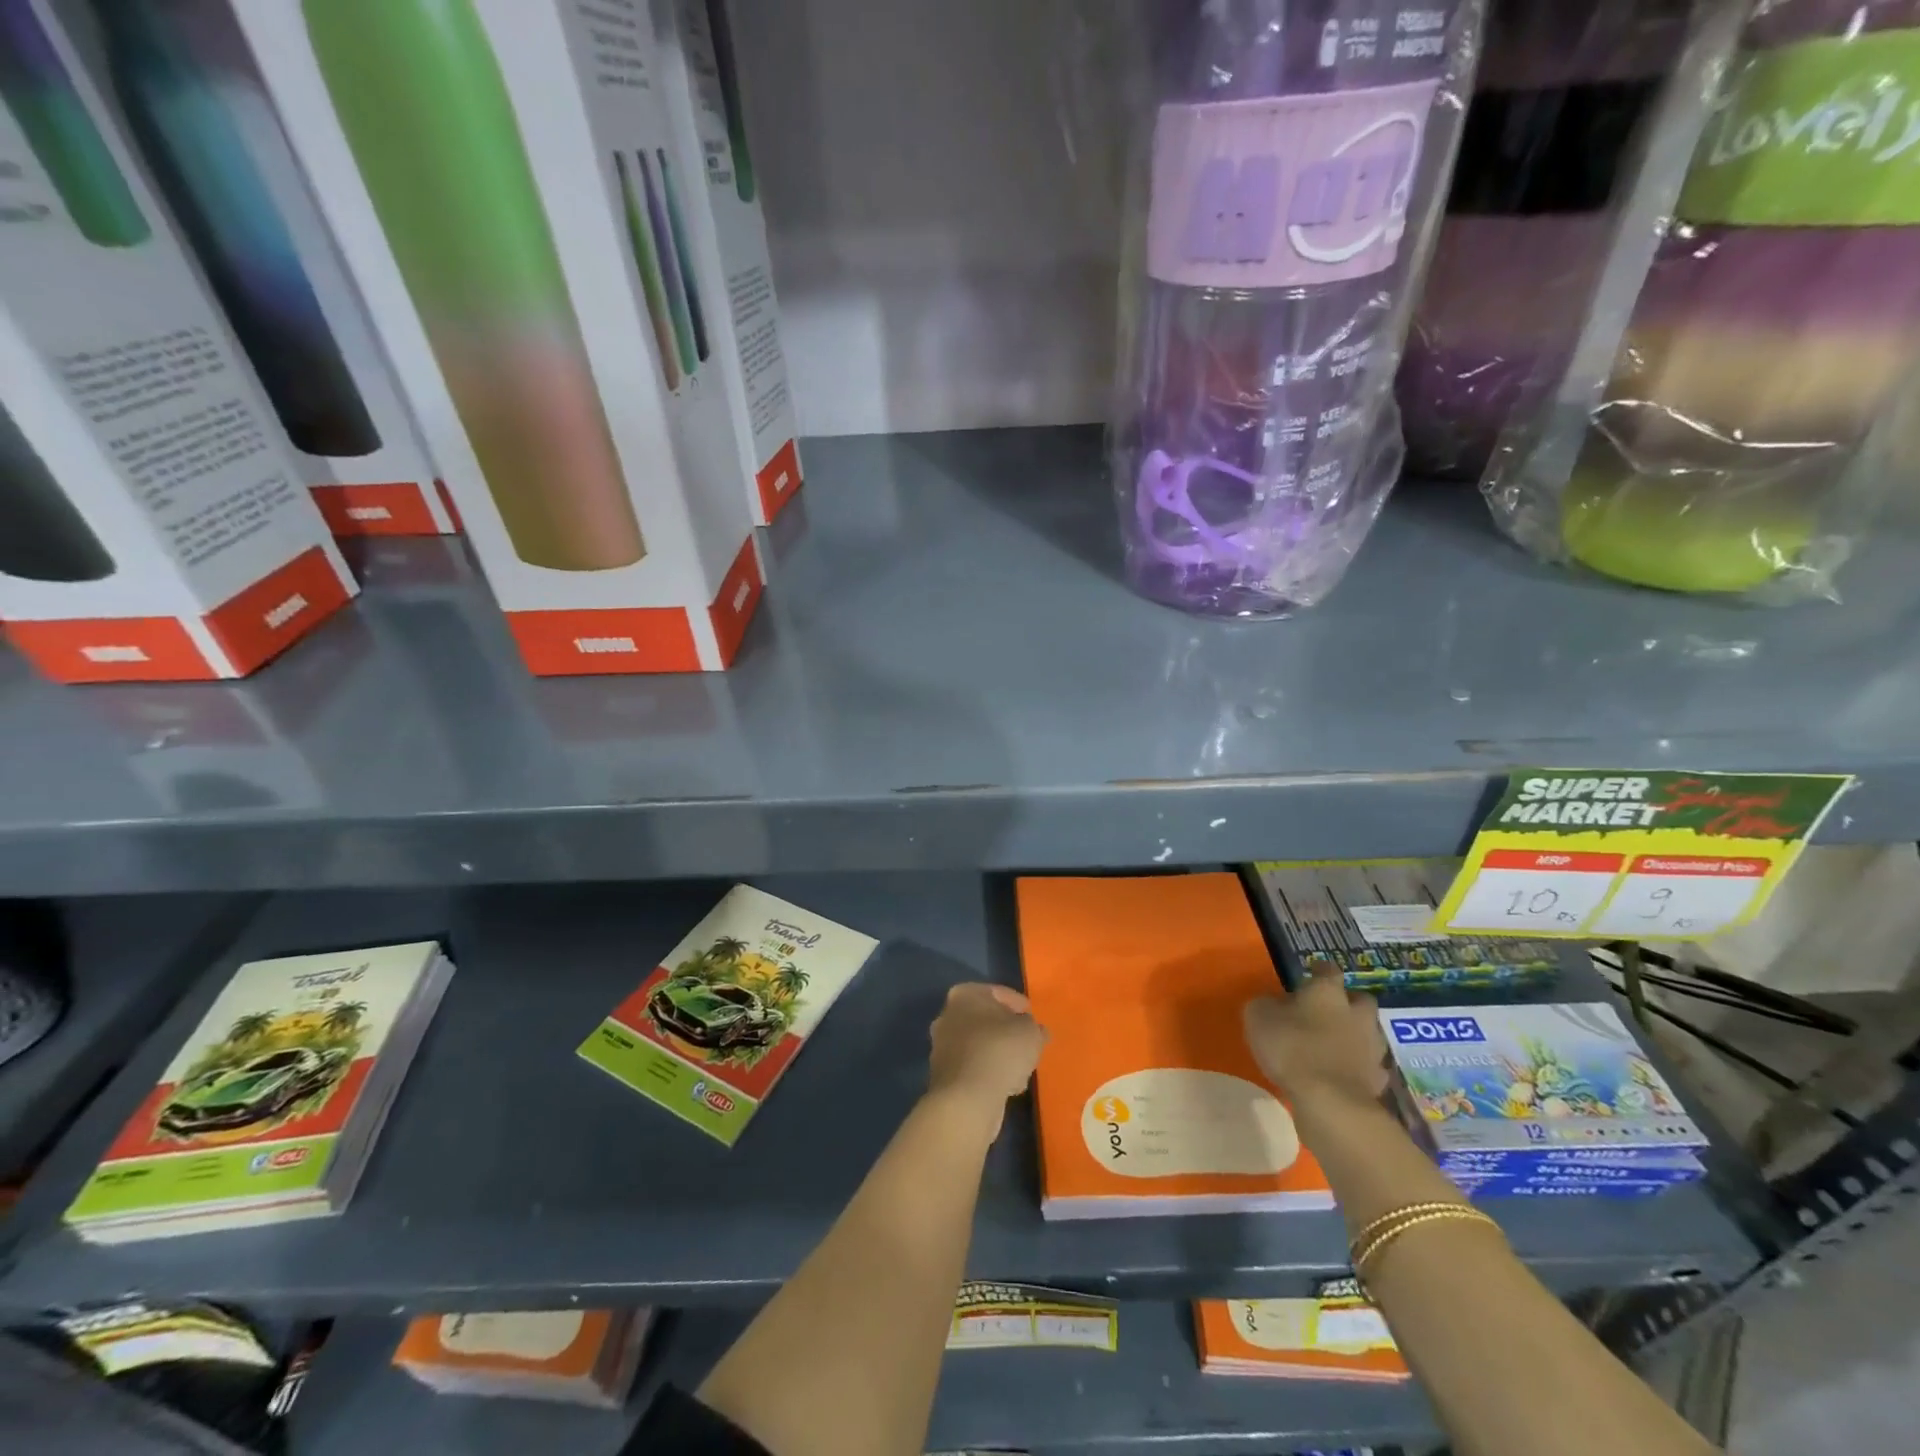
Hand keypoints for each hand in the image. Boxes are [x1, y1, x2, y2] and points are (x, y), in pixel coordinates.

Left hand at [927, 983, 1047, 1131]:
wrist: (967, 1099)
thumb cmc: (999, 1051)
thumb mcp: (1030, 1032)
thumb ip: (1034, 1028)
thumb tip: (1036, 1031)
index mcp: (964, 995)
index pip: (998, 993)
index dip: (1019, 1005)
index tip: (1033, 1017)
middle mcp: (948, 1016)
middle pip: (987, 1020)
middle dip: (1007, 1031)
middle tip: (1028, 1042)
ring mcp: (943, 1047)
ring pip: (981, 1046)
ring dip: (1000, 1055)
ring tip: (1022, 1068)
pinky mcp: (945, 1076)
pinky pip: (975, 1068)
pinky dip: (990, 1073)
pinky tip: (1008, 1085)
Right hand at [1244, 966, 1388, 1108]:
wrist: (1330, 1101)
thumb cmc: (1290, 1047)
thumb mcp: (1258, 1017)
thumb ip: (1266, 1005)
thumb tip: (1272, 1003)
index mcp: (1327, 992)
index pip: (1328, 970)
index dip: (1319, 971)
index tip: (1310, 975)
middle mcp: (1356, 1014)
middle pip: (1361, 1000)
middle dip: (1348, 1003)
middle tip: (1328, 1011)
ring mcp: (1372, 1047)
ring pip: (1370, 1033)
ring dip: (1357, 1035)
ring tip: (1336, 1045)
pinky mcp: (1378, 1079)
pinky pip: (1371, 1067)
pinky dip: (1360, 1067)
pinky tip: (1345, 1074)